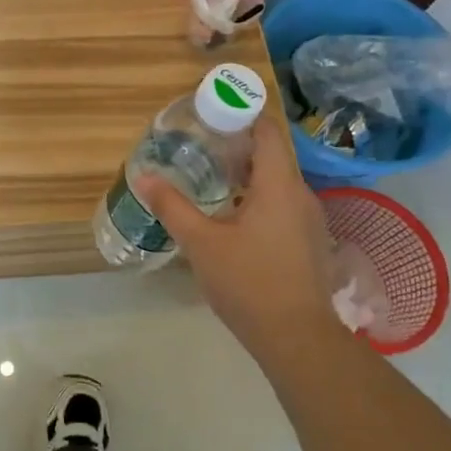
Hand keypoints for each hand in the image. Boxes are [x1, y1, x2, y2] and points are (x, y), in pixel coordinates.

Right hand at [137, 119, 341, 364]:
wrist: (297, 338)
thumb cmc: (249, 283)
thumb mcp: (201, 243)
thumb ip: (172, 206)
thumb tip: (143, 176)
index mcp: (279, 185)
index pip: (267, 130)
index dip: (242, 114)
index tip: (211, 112)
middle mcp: (300, 194)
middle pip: (271, 153)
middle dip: (237, 143)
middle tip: (199, 143)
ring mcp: (308, 219)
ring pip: (277, 180)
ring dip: (246, 173)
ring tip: (210, 175)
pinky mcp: (307, 241)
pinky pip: (281, 203)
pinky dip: (256, 196)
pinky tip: (230, 214)